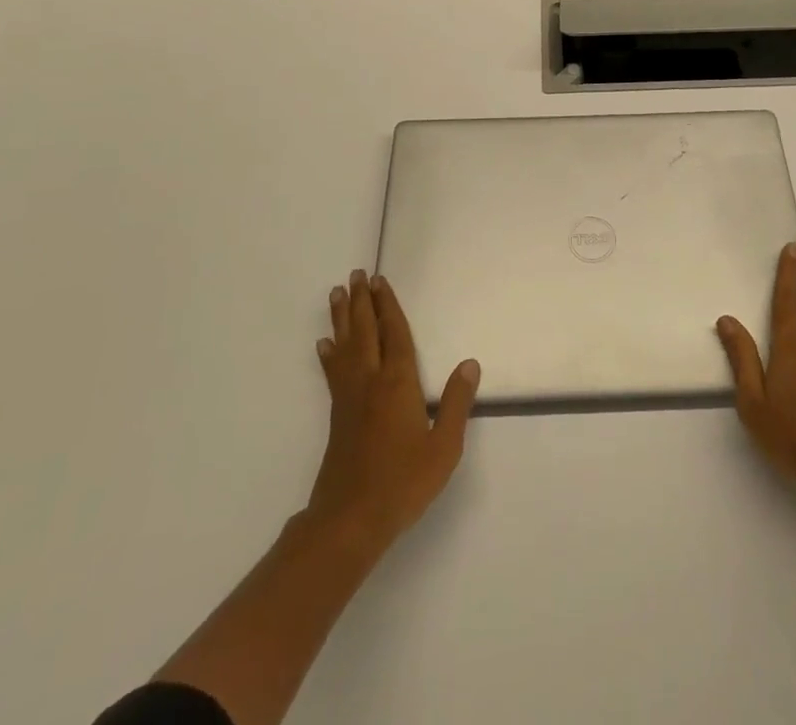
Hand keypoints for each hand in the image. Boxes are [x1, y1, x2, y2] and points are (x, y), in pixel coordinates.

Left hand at [307, 270, 480, 553]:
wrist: (349, 521)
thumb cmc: (403, 483)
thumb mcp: (443, 447)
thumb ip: (456, 403)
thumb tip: (470, 364)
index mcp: (398, 383)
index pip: (395, 334)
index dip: (388, 306)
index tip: (380, 281)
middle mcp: (371, 382)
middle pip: (365, 332)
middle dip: (362, 301)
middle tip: (356, 274)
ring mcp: (349, 398)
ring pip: (345, 347)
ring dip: (342, 318)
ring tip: (336, 294)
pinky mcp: (337, 417)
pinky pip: (333, 373)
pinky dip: (329, 354)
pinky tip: (325, 345)